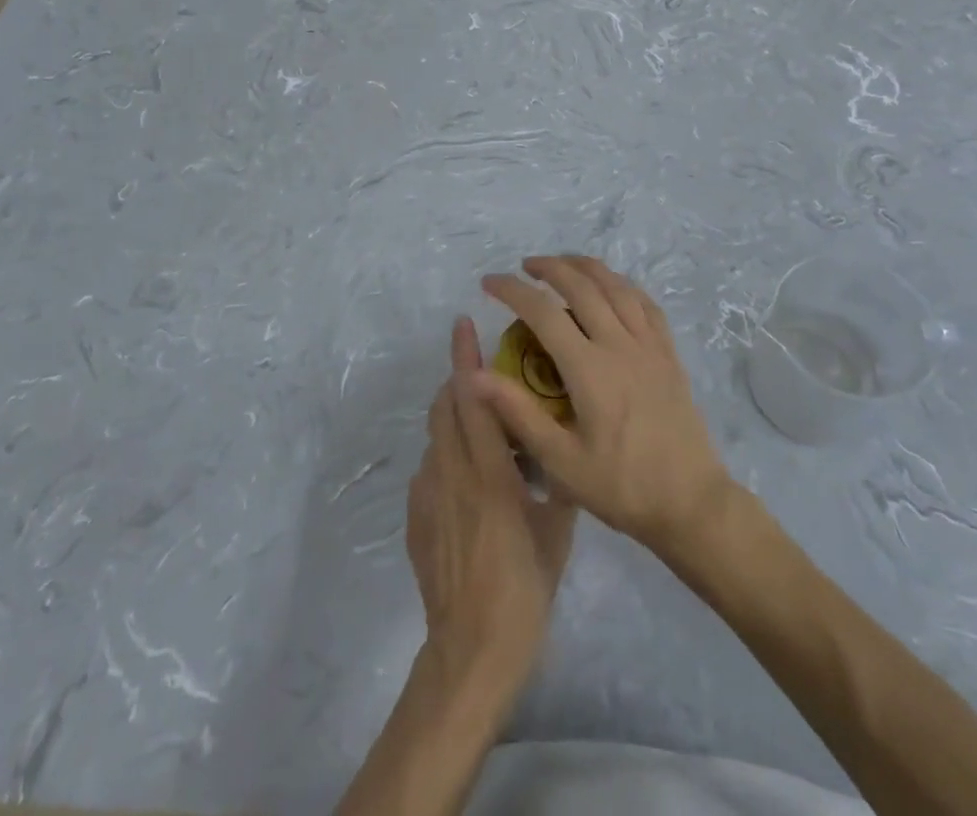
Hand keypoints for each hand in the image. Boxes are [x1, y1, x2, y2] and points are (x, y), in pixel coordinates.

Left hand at [407, 317, 576, 685]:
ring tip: (482, 421)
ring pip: (435, 435)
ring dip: (453, 414)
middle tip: (481, 366)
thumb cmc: (524, 589)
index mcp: (489, 474)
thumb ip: (555, 483)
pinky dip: (447, 453)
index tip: (464, 325)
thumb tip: (560, 451)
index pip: (473, 400)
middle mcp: (451, 475)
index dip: (465, 359)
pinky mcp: (416, 518)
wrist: (472, 652)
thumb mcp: (556, 532)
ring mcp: (428, 497)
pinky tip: (469, 477)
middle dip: (457, 376)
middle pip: (444, 407)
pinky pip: (430, 468)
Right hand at [476, 256, 734, 558]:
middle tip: (525, 266)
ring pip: (617, 286)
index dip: (512, 290)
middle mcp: (620, 345)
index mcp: (590, 369)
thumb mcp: (561, 462)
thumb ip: (518, 414)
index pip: (543, 312)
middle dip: (550, 267)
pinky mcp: (669, 353)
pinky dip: (623, 285)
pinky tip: (613, 287)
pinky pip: (646, 303)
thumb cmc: (622, 487)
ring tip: (564, 264)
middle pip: (582, 286)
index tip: (489, 282)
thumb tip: (474, 376)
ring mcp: (649, 345)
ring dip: (587, 267)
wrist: (691, 502)